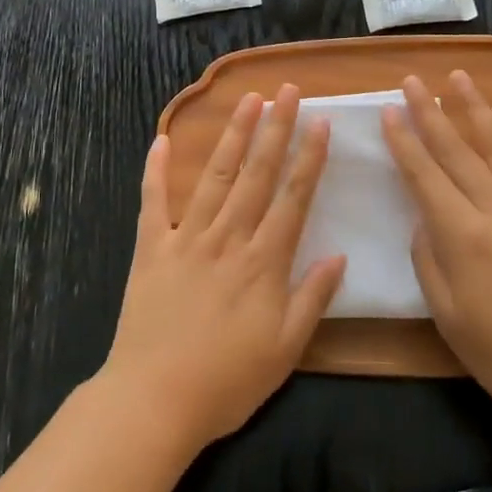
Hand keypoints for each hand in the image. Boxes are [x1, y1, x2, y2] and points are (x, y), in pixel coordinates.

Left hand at [101, 84, 345, 453]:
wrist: (154, 400)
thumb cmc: (227, 382)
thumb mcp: (285, 350)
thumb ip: (313, 299)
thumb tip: (340, 255)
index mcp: (263, 263)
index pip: (293, 198)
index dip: (309, 158)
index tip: (320, 121)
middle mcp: (228, 238)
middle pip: (256, 174)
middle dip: (274, 129)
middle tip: (286, 92)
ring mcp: (186, 239)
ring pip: (215, 176)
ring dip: (232, 135)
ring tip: (246, 100)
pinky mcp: (151, 248)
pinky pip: (153, 202)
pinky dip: (156, 170)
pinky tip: (161, 139)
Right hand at [381, 71, 491, 433]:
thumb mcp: (447, 315)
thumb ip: (429, 258)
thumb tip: (425, 218)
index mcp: (463, 235)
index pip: (424, 174)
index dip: (404, 140)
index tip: (389, 109)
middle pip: (458, 150)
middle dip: (431, 112)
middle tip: (413, 80)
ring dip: (478, 111)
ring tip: (460, 78)